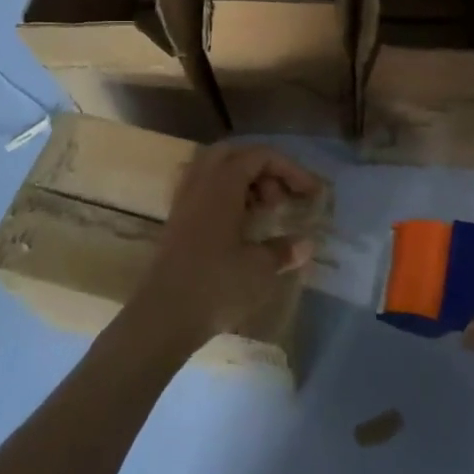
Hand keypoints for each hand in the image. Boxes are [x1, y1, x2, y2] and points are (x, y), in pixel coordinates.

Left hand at [128, 143, 320, 351]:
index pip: (259, 156)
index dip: (290, 169)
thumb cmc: (215, 286)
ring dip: (243, 182)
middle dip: (263, 169)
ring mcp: (183, 202)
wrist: (162, 318)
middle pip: (234, 154)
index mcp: (221, 185)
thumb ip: (284, 250)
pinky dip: (226, 197)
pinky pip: (203, 191)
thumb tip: (306, 244)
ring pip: (215, 171)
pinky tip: (240, 227)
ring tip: (262, 212)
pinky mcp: (176, 223)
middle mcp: (200, 184)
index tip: (311, 193)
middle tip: (279, 199)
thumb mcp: (260, 269)